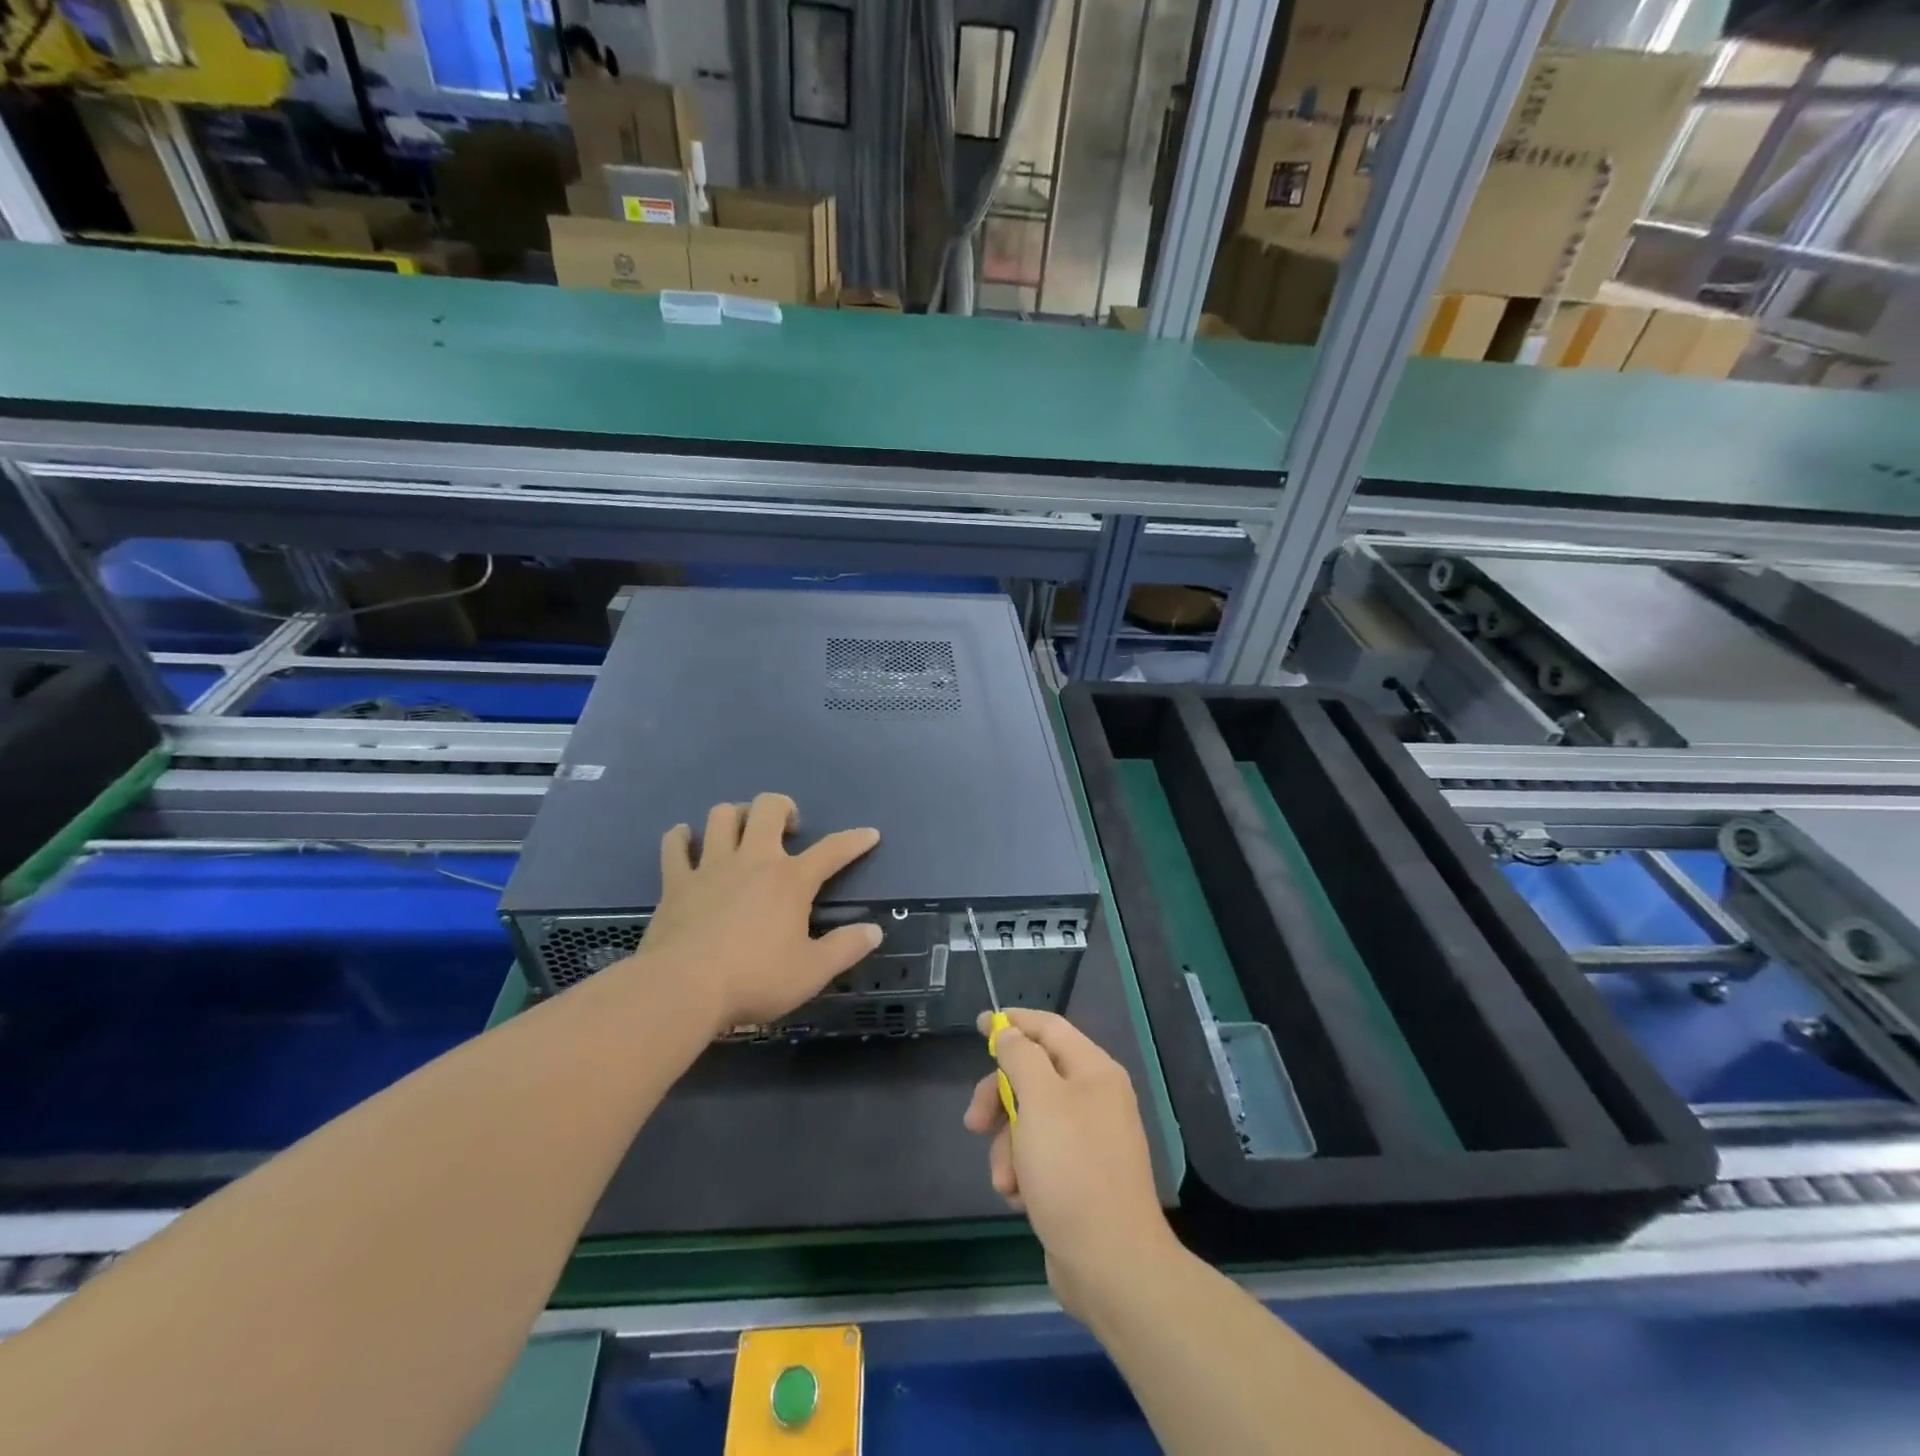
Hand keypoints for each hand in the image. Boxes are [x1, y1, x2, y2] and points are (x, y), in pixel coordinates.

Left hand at [624, 793, 881, 1032]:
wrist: (683, 989)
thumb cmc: (755, 979)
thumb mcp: (812, 972)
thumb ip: (846, 948)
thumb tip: (874, 930)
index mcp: (790, 880)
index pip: (832, 850)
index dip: (855, 840)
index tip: (870, 834)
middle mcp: (752, 860)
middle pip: (768, 808)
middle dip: (783, 807)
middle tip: (789, 829)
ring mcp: (710, 867)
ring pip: (722, 816)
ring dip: (736, 816)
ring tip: (742, 832)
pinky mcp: (676, 882)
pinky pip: (675, 846)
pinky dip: (681, 838)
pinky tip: (686, 840)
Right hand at [963, 1008, 1177, 1322]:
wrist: (1112, 1264)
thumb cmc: (1073, 1170)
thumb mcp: (1039, 1101)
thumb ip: (1020, 1058)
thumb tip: (1009, 1033)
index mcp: (1094, 1071)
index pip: (1049, 1028)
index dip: (1013, 1023)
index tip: (979, 1025)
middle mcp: (1095, 1098)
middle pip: (1033, 1076)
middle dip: (1000, 1099)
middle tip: (974, 1123)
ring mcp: (1089, 1139)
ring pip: (1030, 1120)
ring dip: (1008, 1146)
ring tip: (1006, 1180)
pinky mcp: (1079, 1176)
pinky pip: (1039, 1155)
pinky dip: (1023, 1171)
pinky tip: (1020, 1197)